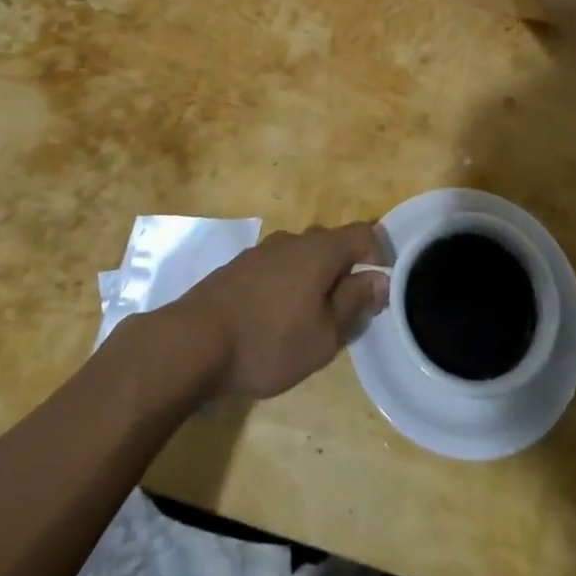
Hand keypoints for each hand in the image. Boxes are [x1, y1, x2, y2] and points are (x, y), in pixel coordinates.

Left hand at [167, 223, 389, 399]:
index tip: (382, 289)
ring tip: (311, 320)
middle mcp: (294, 239)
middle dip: (347, 272)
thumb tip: (380, 278)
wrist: (193, 342)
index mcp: (321, 250)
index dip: (380, 255)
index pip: (364, 234)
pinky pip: (278, 268)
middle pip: (333, 244)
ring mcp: (263, 250)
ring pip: (303, 257)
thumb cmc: (268, 342)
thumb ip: (355, 302)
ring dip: (315, 280)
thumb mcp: (324, 335)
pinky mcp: (240, 266)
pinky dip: (288, 286)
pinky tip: (276, 319)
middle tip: (347, 313)